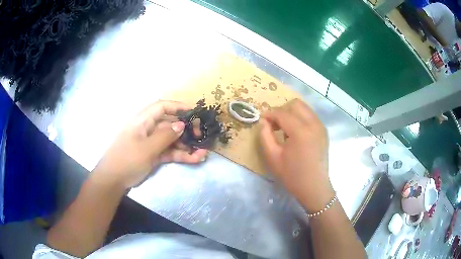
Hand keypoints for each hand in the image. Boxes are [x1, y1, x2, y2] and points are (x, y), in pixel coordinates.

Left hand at [92, 100, 207, 188]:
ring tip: (203, 153)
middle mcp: (148, 129)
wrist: (113, 180)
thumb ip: (165, 136)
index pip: (162, 107)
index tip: (194, 112)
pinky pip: (170, 152)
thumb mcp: (147, 148)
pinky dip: (181, 155)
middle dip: (187, 130)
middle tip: (201, 137)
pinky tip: (195, 159)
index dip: (178, 106)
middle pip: (170, 124)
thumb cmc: (127, 159)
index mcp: (143, 121)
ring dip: (187, 146)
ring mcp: (152, 143)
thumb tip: (182, 125)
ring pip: (172, 140)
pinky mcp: (154, 155)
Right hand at [259, 99, 333, 211]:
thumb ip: (265, 136)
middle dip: (282, 110)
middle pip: (295, 104)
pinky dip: (300, 119)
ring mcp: (321, 127)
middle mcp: (313, 124)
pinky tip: (295, 133)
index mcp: (301, 131)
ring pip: (304, 108)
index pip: (282, 113)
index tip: (261, 120)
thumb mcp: (272, 157)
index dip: (269, 114)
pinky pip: (310, 116)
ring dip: (292, 114)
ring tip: (284, 129)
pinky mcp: (324, 131)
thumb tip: (263, 121)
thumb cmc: (292, 175)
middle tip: (274, 124)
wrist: (314, 188)